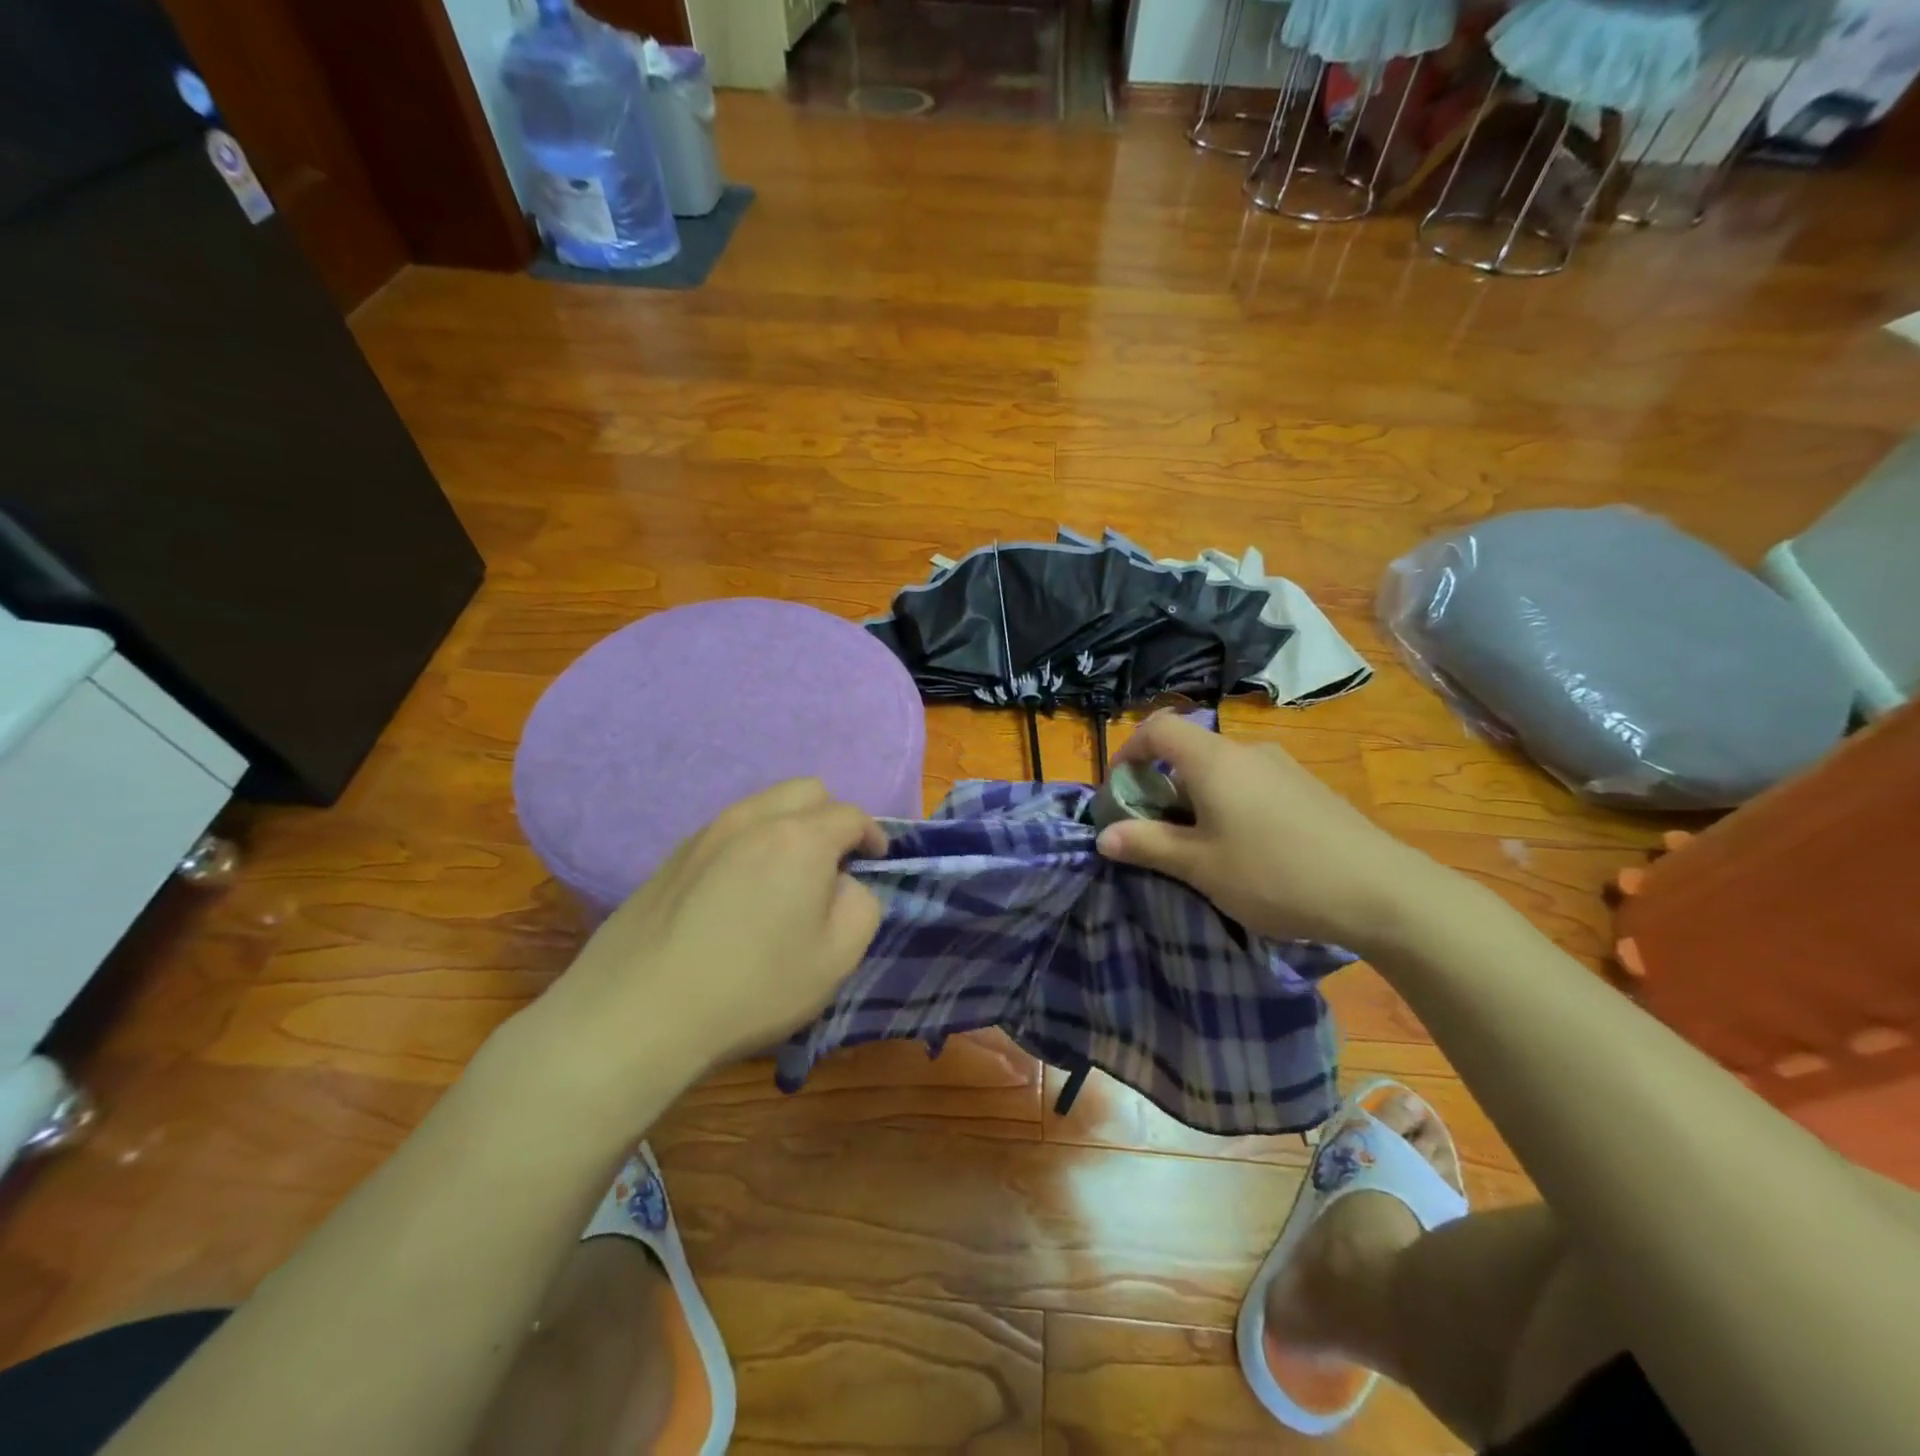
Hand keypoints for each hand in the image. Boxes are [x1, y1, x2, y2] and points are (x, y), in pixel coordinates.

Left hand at [492, 779, 885, 1132]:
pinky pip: (728, 829)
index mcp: (800, 837)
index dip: (873, 835)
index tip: (877, 862)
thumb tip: (844, 883)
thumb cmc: (752, 987)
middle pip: (806, 791)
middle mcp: (752, 819)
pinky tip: (739, 893)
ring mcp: (706, 833)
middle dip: (830, 818)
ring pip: (763, 805)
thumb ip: (861, 904)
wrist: (637, 1013)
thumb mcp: (837, 957)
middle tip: (833, 864)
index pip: (851, 815)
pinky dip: (750, 843)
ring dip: (789, 827)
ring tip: (786, 878)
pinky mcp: (672, 856)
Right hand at [1095, 712, 1462, 953]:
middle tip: (1154, 831)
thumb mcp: (1200, 867)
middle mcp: (1247, 752)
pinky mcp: (1308, 790)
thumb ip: (1147, 845)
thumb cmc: (1275, 874)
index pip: (1157, 728)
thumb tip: (1103, 835)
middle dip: (1161, 786)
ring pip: (1221, 771)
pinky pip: (1251, 785)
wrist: (1382, 893)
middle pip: (1188, 750)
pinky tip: (1246, 850)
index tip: (1119, 790)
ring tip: (1198, 847)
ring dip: (1196, 799)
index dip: (1128, 751)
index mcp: (1213, 760)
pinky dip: (1229, 805)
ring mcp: (1283, 768)